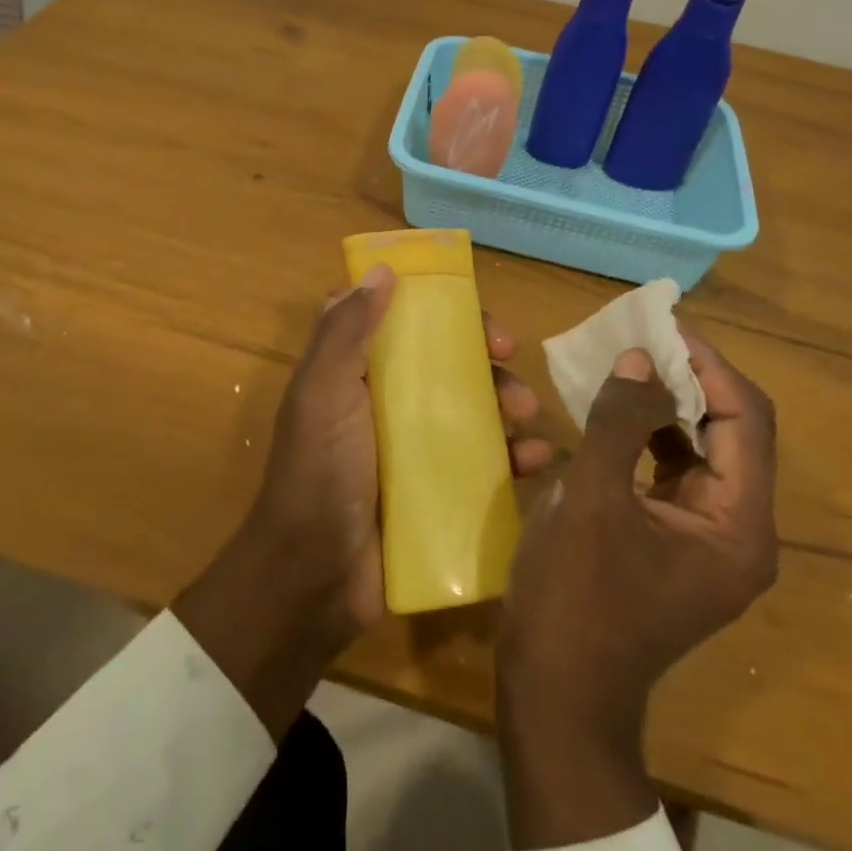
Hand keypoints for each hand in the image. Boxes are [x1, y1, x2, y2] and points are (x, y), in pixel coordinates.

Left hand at [176, 264, 554, 739]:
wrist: (313, 581)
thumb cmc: (317, 473)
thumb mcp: (322, 393)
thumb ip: (345, 331)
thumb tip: (382, 269)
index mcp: (357, 372)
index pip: (402, 320)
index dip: (437, 307)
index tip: (468, 309)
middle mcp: (388, 402)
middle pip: (446, 361)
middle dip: (483, 356)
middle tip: (509, 360)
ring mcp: (415, 447)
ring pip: (473, 407)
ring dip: (506, 401)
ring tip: (526, 414)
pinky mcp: (440, 490)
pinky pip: (486, 462)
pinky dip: (515, 456)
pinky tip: (538, 459)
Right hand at [497, 331, 776, 849]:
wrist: (557, 691)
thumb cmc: (576, 595)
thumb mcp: (591, 498)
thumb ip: (619, 420)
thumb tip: (641, 357)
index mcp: (737, 524)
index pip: (746, 418)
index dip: (707, 364)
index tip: (661, 324)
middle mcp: (739, 531)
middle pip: (732, 430)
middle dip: (688, 378)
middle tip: (640, 337)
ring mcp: (708, 539)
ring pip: (703, 448)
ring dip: (669, 402)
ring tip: (627, 362)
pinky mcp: (676, 542)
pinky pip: (675, 470)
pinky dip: (651, 435)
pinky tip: (614, 414)